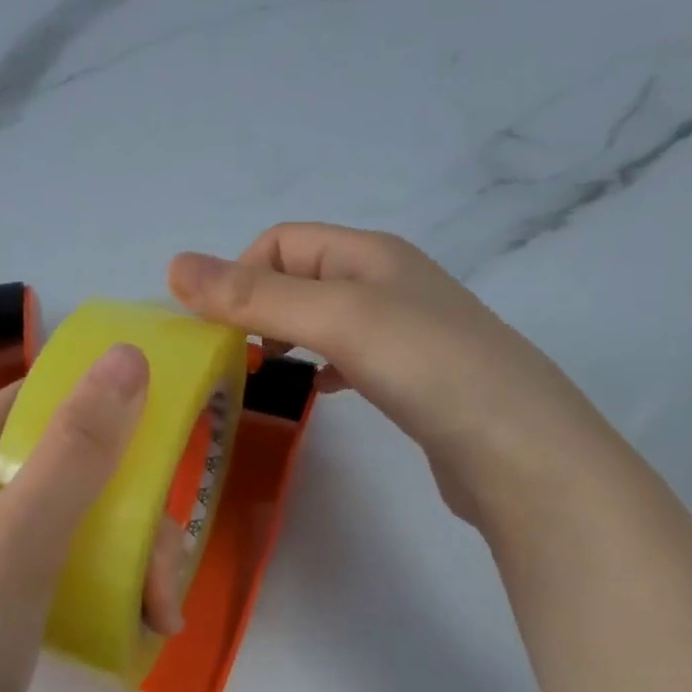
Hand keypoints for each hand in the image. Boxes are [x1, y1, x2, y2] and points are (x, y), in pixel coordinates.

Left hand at [0, 344, 184, 691]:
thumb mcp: (25, 529)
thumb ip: (80, 444)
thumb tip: (129, 354)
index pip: (41, 401)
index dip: (104, 409)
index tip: (159, 448)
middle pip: (75, 465)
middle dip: (133, 515)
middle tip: (163, 572)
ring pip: (85, 516)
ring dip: (133, 556)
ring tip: (159, 612)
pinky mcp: (8, 587)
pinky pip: (75, 560)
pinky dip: (113, 583)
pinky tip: (144, 621)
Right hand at [169, 223, 618, 529]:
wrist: (518, 449)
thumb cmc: (425, 366)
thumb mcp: (335, 317)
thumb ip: (255, 295)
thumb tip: (174, 265)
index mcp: (368, 254)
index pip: (280, 242)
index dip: (240, 275)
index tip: (219, 330)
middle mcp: (387, 282)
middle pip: (300, 278)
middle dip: (257, 309)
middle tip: (234, 356)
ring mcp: (404, 332)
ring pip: (323, 320)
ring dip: (286, 338)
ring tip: (264, 374)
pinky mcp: (412, 378)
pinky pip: (349, 358)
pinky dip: (320, 368)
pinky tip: (316, 392)